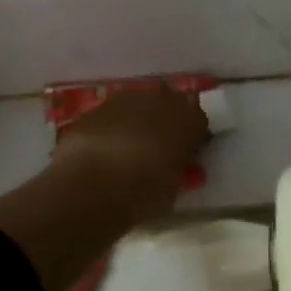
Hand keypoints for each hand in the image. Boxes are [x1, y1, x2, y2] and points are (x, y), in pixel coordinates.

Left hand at [49, 86, 209, 225]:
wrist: (91, 182)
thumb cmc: (143, 191)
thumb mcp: (173, 187)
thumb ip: (177, 167)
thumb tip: (172, 163)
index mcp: (188, 120)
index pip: (199, 121)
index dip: (193, 137)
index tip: (188, 153)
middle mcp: (161, 100)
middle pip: (170, 103)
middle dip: (167, 120)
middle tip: (161, 145)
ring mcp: (126, 99)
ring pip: (140, 104)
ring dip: (139, 120)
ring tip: (131, 146)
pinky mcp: (97, 106)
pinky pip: (113, 114)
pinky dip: (113, 126)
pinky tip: (106, 147)